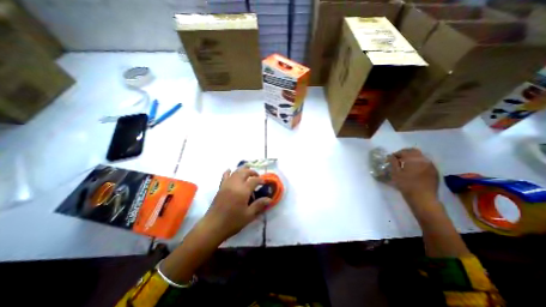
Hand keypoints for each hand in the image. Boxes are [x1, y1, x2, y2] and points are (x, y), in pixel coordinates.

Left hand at [200, 167, 270, 243]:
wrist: (213, 226)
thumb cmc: (233, 221)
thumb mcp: (249, 215)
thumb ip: (259, 205)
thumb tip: (269, 199)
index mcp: (243, 191)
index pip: (254, 180)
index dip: (260, 180)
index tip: (264, 182)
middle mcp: (235, 184)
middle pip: (245, 172)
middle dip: (252, 172)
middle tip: (257, 176)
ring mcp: (227, 185)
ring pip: (236, 172)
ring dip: (242, 169)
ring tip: (248, 170)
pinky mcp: (221, 187)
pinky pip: (225, 176)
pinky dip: (228, 172)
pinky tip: (230, 170)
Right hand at [388, 148, 437, 204]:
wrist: (423, 199)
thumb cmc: (406, 185)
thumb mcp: (395, 173)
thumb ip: (393, 162)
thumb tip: (390, 155)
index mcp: (413, 159)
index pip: (403, 151)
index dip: (395, 154)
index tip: (389, 159)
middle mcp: (424, 159)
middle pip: (413, 151)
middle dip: (404, 153)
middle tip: (397, 159)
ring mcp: (431, 165)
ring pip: (420, 156)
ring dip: (412, 158)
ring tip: (404, 164)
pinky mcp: (434, 171)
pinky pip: (425, 162)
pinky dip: (418, 162)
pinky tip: (413, 169)